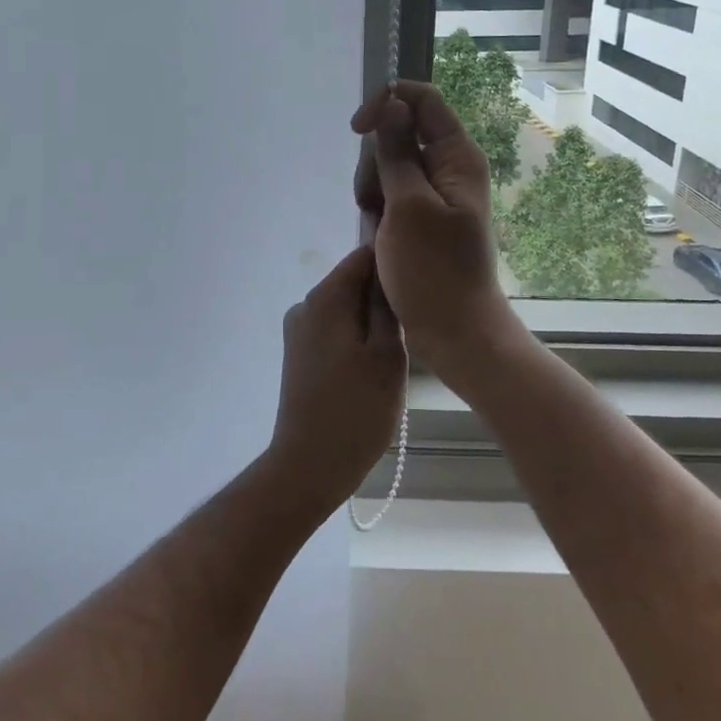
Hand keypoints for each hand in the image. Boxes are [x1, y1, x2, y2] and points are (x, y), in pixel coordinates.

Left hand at [264, 244, 406, 511]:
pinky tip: (376, 364)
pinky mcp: (300, 353)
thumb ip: (387, 306)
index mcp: (326, 297)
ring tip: (401, 348)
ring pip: (347, 307)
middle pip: (354, 281)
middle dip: (385, 295)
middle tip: (417, 322)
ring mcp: (299, 330)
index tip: (421, 283)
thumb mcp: (387, 355)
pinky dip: (358, 337)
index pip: (364, 255)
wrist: (309, 465)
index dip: (394, 262)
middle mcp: (306, 304)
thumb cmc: (356, 410)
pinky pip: (336, 329)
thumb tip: (389, 269)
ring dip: (373, 320)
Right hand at [351, 82, 521, 370]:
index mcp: (457, 156)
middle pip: (401, 131)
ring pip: (390, 162)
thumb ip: (398, 152)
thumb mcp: (408, 206)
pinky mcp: (422, 215)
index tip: (356, 130)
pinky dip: (378, 205)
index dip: (386, 102)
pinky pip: (392, 191)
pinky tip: (377, 232)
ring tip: (376, 222)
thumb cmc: (434, 270)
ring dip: (373, 185)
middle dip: (376, 157)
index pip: (423, 99)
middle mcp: (449, 167)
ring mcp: (435, 192)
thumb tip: (392, 104)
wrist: (455, 332)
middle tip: (373, 199)